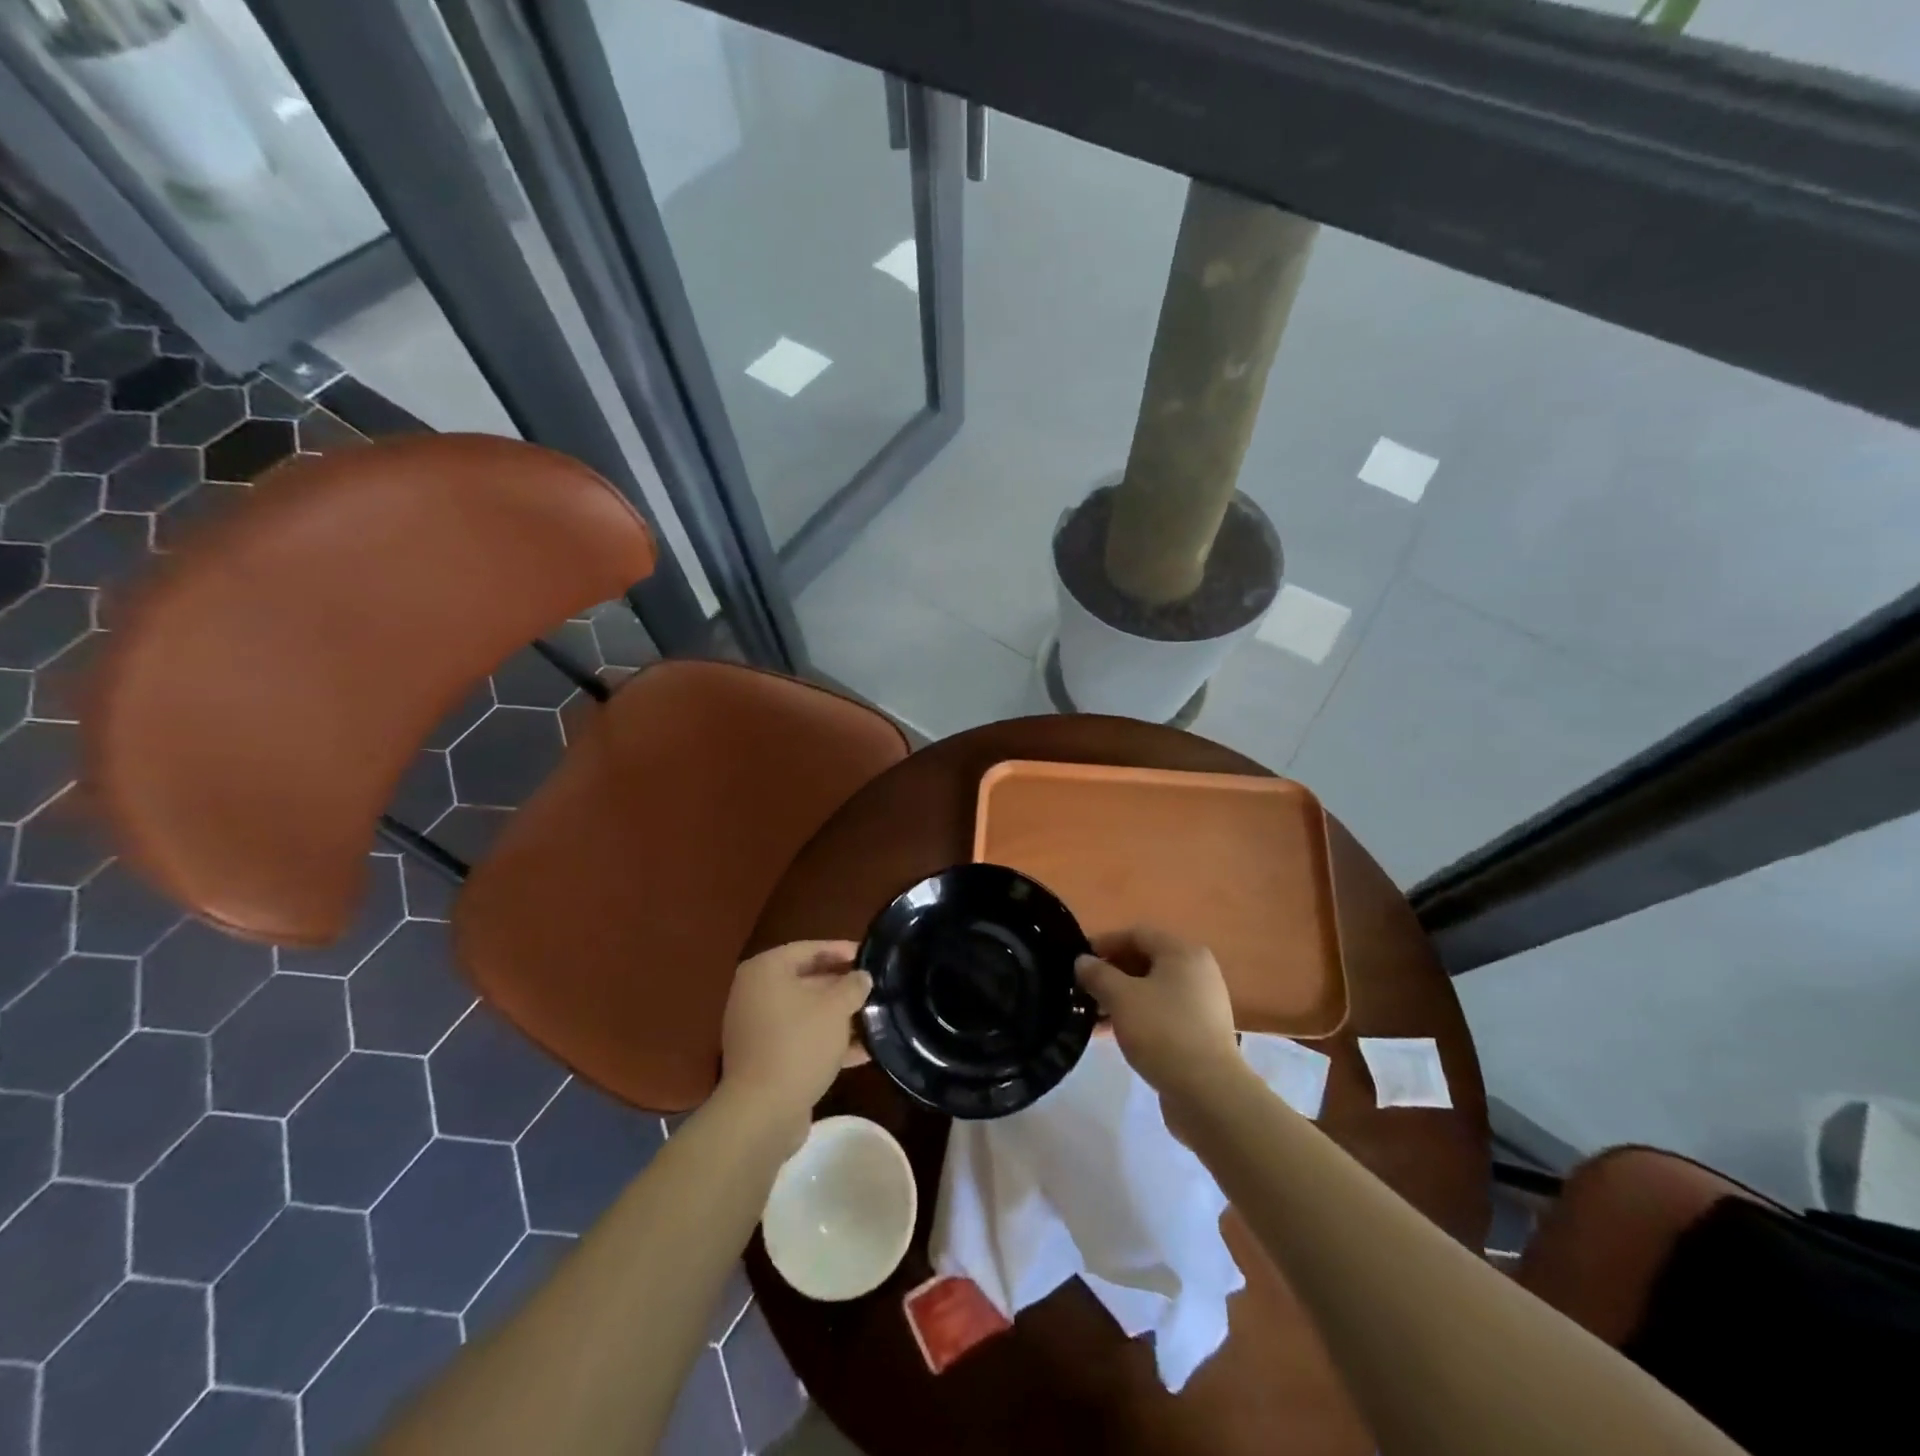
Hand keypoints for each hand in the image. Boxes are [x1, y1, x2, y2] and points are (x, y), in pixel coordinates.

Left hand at [720, 941, 870, 1149]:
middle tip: (875, 987)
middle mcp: (756, 994)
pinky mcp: (765, 1058)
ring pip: (807, 1013)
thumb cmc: (799, 1044)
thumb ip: (852, 986)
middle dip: (842, 986)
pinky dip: (827, 1041)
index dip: (842, 950)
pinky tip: (863, 1051)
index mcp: (766, 971)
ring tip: (875, 1017)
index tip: (870, 956)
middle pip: (807, 980)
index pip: (809, 949)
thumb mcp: (835, 1008)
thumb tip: (862, 977)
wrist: (763, 1112)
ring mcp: (758, 1028)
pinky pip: (801, 1039)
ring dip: (839, 1016)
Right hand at [1076, 927, 1238, 1103]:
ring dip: (1120, 998)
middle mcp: (1197, 971)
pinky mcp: (1201, 1033)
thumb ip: (1097, 974)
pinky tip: (1113, 1034)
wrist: (1209, 1093)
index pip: (1136, 934)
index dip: (1104, 943)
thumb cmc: (1162, 1031)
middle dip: (1111, 974)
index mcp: (1182, 953)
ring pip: (1152, 990)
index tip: (1077, 961)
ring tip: (1091, 1016)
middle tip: (1082, 989)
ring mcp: (1202, 1004)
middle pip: (1145, 961)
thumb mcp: (1120, 998)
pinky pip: (1162, 1013)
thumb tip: (1083, 961)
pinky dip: (1137, 1017)